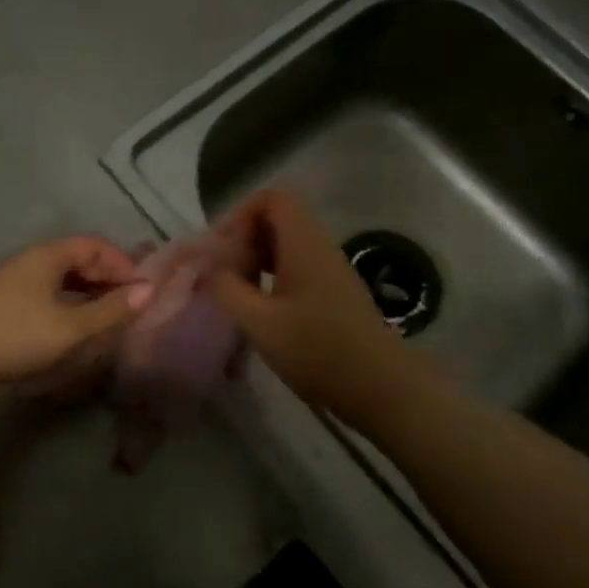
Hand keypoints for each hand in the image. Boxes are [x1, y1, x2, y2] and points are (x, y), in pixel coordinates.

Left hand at [0, 235, 150, 398]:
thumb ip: (110, 310)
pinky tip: (69, 323)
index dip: (121, 263)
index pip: (94, 244)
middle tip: (125, 305)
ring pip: (59, 275)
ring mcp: (12, 278)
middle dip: (105, 277)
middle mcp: (30, 259)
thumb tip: (149, 290)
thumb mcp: (70, 327)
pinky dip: (66, 300)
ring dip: (86, 290)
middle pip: (77, 257)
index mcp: (48, 255)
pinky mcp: (1, 299)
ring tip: (103, 316)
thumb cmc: (15, 335)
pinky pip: (44, 289)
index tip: (138, 291)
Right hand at [208, 189, 425, 417]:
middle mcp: (318, 247)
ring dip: (254, 260)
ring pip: (283, 245)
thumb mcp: (259, 322)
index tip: (221, 249)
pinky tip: (257, 310)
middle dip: (242, 239)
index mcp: (304, 243)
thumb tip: (208, 270)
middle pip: (275, 219)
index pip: (271, 198)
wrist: (380, 388)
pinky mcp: (331, 293)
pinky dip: (269, 277)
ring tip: (234, 292)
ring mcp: (328, 271)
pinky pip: (294, 267)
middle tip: (221, 273)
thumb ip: (226, 289)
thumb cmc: (318, 350)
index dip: (239, 214)